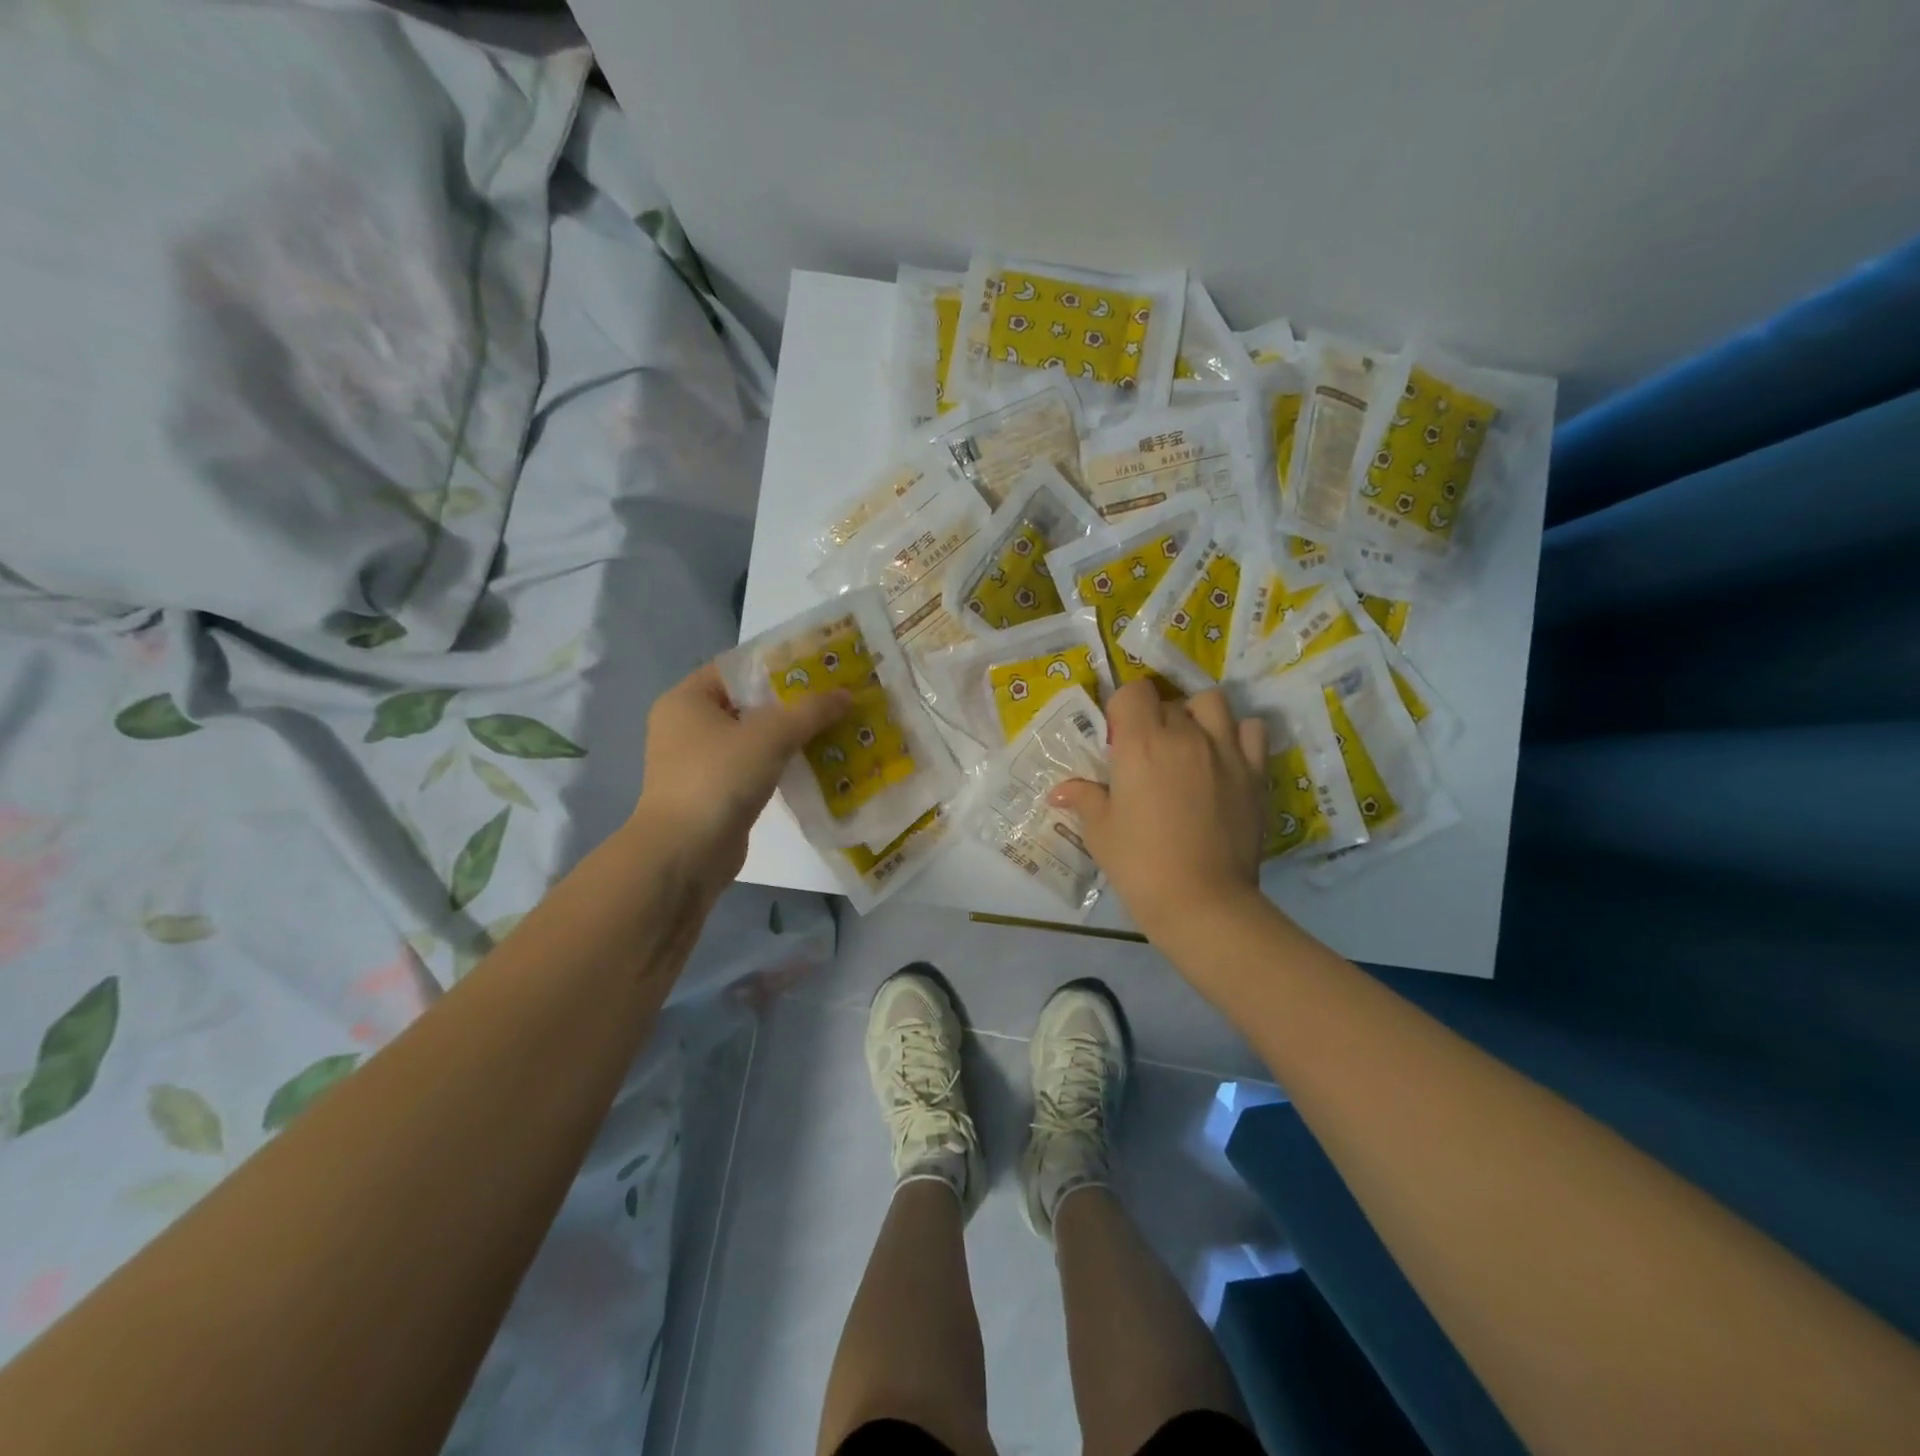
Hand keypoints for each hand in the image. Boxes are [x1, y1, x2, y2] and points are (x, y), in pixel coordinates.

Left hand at [634, 662, 848, 893]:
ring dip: (790, 735)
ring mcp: (699, 762)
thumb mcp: (770, 736)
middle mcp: (687, 726)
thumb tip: (847, 694)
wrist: (685, 854)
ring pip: (754, 738)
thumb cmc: (718, 779)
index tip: (819, 667)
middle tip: (835, 697)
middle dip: (791, 703)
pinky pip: (754, 767)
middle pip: (748, 703)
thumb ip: (810, 712)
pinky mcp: (715, 792)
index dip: (777, 665)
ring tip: (834, 727)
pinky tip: (817, 763)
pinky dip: (781, 764)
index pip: (736, 668)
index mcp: (687, 700)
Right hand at [1050, 681, 1267, 943]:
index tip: (1117, 737)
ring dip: (1196, 714)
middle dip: (1153, 717)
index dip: (1122, 708)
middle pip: (1168, 701)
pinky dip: (1237, 733)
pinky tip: (1224, 756)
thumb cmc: (1140, 864)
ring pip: (1212, 702)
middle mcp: (1184, 735)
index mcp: (1141, 743)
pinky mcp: (1254, 771)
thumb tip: (1060, 792)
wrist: (1202, 901)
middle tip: (1145, 752)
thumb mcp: (1100, 832)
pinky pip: (1251, 729)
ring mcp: (1224, 750)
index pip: (1133, 691)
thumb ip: (1084, 800)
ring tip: (1188, 742)